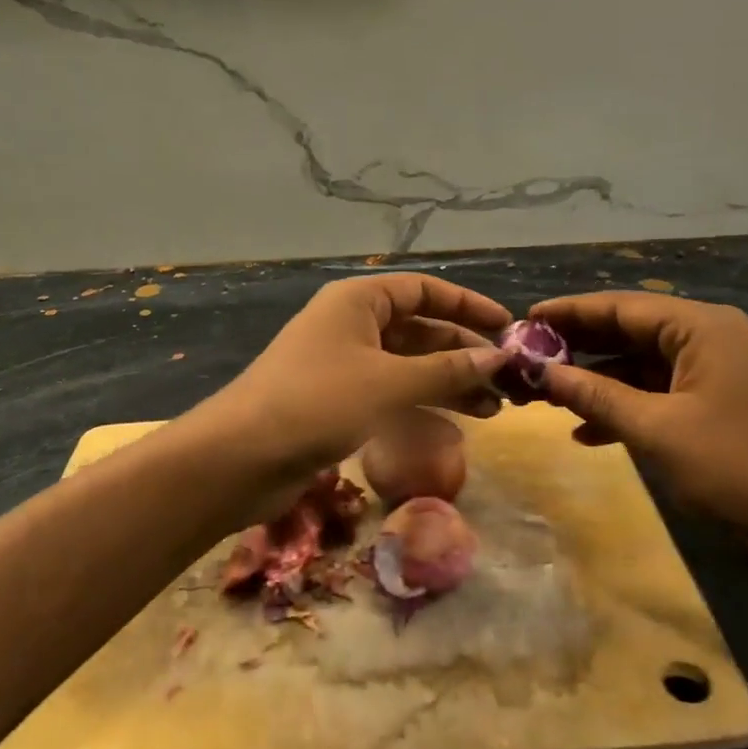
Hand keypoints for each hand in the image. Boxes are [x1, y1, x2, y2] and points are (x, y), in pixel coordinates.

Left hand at [204, 273, 509, 493]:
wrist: (239, 457)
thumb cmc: (317, 402)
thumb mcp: (390, 384)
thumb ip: (447, 370)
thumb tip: (498, 358)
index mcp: (358, 301)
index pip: (424, 290)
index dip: (467, 306)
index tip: (508, 327)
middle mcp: (351, 325)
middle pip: (419, 329)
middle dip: (463, 352)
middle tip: (507, 380)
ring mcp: (343, 365)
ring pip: (408, 365)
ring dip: (449, 383)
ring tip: (494, 408)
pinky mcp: (337, 402)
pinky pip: (390, 394)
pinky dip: (421, 405)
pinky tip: (454, 426)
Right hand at [530, 292, 747, 565]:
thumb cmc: (741, 467)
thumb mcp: (657, 430)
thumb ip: (595, 395)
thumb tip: (538, 371)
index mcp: (701, 326)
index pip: (619, 306)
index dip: (567, 313)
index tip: (521, 321)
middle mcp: (709, 338)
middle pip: (629, 332)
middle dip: (577, 348)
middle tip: (526, 360)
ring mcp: (716, 374)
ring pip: (641, 366)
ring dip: (596, 382)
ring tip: (545, 398)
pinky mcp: (719, 407)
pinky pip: (659, 395)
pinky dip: (624, 409)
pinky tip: (587, 433)